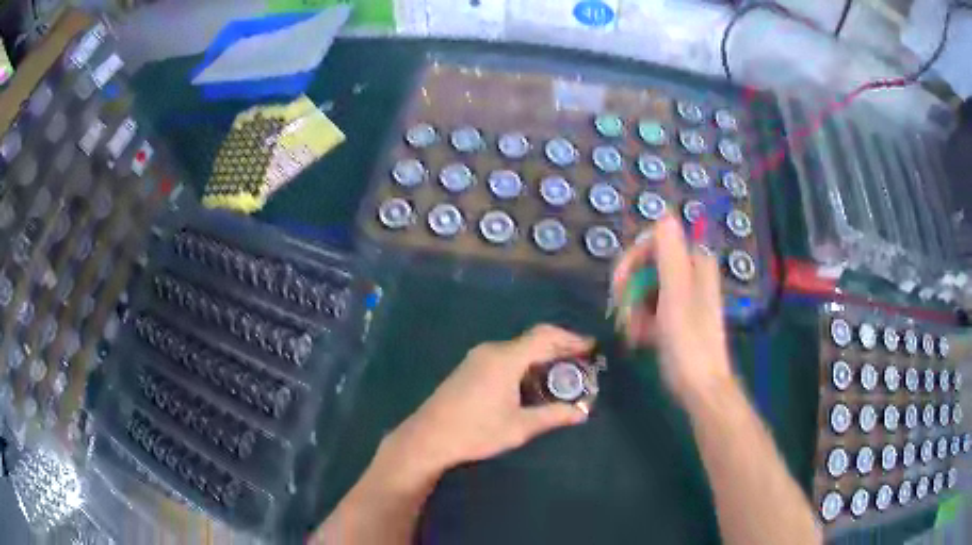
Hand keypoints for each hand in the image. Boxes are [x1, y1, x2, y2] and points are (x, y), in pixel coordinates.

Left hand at [389, 325, 592, 476]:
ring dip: (542, 357)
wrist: (428, 437)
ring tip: (562, 374)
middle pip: (533, 340)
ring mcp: (478, 357)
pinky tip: (533, 382)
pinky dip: (525, 363)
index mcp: (506, 359)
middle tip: (583, 363)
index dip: (571, 339)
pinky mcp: (470, 367)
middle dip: (560, 348)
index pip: (545, 336)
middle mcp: (492, 350)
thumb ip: (553, 416)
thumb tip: (582, 412)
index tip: (592, 348)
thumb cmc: (475, 432)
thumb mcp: (519, 427)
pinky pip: (505, 357)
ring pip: (519, 349)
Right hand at [611, 215, 733, 400]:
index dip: (631, 261)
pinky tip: (640, 340)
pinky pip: (650, 307)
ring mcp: (683, 296)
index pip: (653, 242)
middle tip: (623, 316)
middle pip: (647, 265)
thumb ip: (670, 255)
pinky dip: (640, 321)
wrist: (700, 388)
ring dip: (633, 309)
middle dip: (630, 290)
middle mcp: (690, 274)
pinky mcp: (676, 316)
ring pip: (645, 288)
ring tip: (633, 335)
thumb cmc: (688, 344)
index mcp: (694, 264)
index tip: (619, 287)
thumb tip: (664, 214)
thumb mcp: (676, 298)